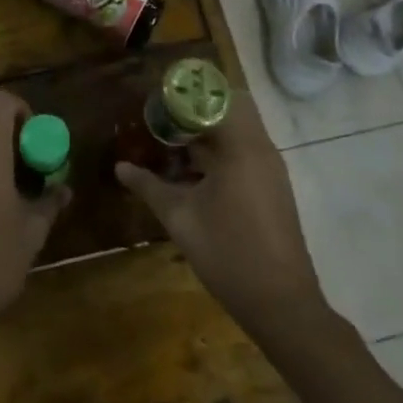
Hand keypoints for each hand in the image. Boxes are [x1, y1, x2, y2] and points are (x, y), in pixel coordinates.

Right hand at [116, 93, 324, 333]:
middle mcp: (260, 149)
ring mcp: (270, 169)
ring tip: (171, 149)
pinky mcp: (272, 187)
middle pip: (230, 108)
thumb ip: (149, 187)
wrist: (282, 305)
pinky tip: (192, 176)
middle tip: (164, 124)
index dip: (184, 97)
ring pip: (237, 132)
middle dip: (196, 112)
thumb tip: (120, 167)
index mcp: (241, 147)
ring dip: (207, 134)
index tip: (157, 104)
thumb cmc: (228, 253)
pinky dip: (220, 153)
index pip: (215, 98)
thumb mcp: (180, 218)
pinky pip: (245, 153)